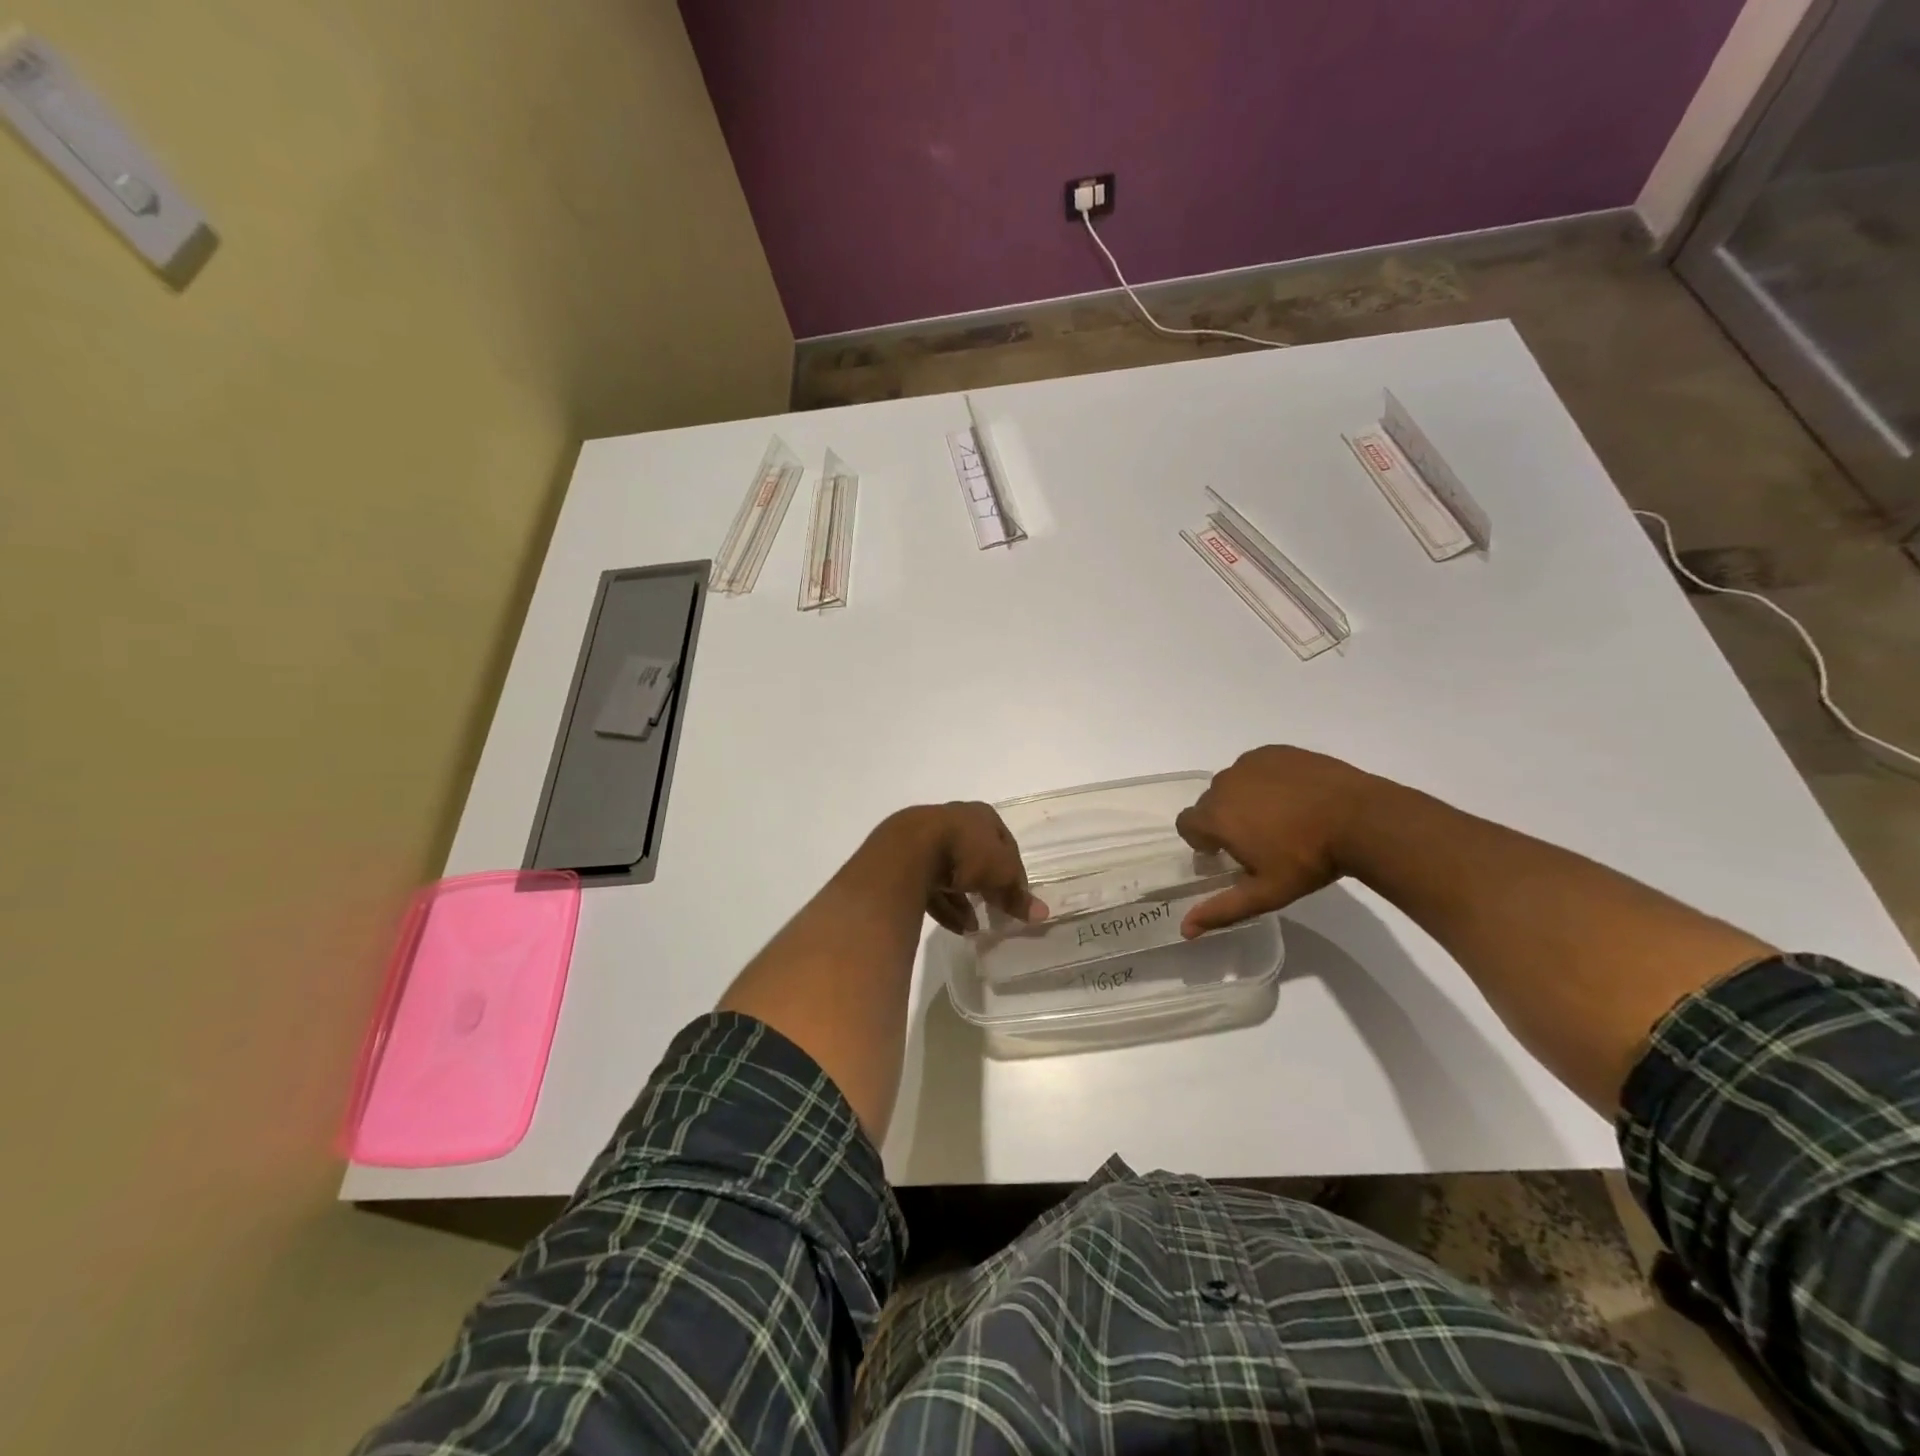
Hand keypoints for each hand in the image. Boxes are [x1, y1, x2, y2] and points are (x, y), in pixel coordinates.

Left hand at [875, 802, 1047, 933]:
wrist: (910, 850)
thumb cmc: (967, 852)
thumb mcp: (1002, 874)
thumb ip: (1019, 895)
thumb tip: (1043, 914)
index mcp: (981, 815)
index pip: (1005, 843)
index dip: (1014, 871)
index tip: (1018, 897)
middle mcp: (954, 821)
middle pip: (977, 857)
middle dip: (987, 885)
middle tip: (996, 910)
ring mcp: (928, 839)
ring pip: (952, 873)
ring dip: (965, 901)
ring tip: (975, 927)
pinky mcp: (908, 861)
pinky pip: (932, 886)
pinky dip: (945, 906)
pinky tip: (956, 927)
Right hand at [1175, 746, 1373, 936]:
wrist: (1361, 819)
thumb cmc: (1308, 860)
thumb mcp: (1265, 893)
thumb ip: (1221, 909)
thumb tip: (1185, 929)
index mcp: (1216, 817)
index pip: (1187, 824)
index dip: (1202, 840)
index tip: (1227, 852)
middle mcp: (1225, 784)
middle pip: (1210, 803)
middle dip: (1225, 820)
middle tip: (1259, 840)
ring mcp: (1251, 763)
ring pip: (1234, 783)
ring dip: (1244, 798)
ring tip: (1280, 817)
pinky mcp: (1276, 751)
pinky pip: (1257, 766)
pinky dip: (1266, 780)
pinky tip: (1293, 796)